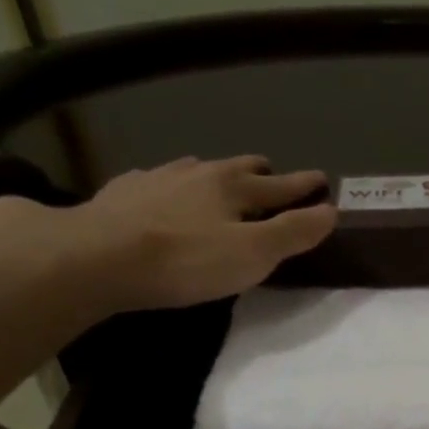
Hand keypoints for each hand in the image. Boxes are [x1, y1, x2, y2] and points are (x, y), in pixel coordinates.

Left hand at [0, 154, 335, 313]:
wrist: (96, 257)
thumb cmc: (186, 260)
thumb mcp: (254, 254)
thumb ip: (293, 233)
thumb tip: (332, 211)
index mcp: (232, 187)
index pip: (279, 185)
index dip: (304, 186)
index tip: (322, 180)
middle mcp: (196, 174)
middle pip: (237, 167)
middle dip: (259, 172)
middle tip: (271, 174)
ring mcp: (155, 180)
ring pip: (195, 170)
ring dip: (213, 175)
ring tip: (218, 182)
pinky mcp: (121, 194)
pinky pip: (156, 182)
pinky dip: (171, 186)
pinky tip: (162, 194)